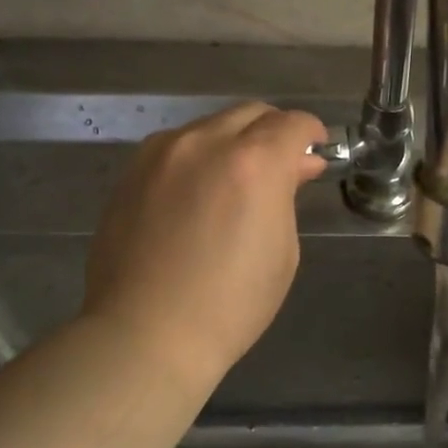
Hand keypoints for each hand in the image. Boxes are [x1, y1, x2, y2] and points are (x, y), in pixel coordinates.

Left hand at [82, 102, 327, 392]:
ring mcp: (162, 153)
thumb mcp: (282, 252)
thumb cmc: (230, 304)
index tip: (315, 153)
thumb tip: (295, 167)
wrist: (145, 334)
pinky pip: (177, 146)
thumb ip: (287, 196)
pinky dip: (199, 156)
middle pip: (251, 113)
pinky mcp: (132, 171)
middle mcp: (205, 143)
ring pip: (211, 126)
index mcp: (253, 163)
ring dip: (234, 142)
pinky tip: (198, 192)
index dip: (311, 134)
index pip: (293, 124)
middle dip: (274, 132)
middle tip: (281, 167)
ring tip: (237, 181)